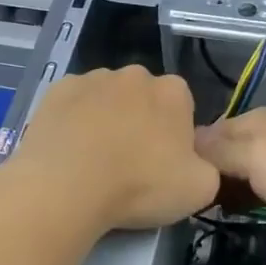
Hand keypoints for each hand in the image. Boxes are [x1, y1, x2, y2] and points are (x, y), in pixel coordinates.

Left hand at [0, 66, 219, 232]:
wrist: (67, 186)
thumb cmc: (141, 185)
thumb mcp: (200, 189)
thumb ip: (208, 168)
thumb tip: (196, 161)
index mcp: (174, 92)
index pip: (183, 107)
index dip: (175, 136)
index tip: (163, 164)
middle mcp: (135, 75)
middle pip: (143, 99)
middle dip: (140, 123)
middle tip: (130, 164)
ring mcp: (93, 78)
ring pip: (106, 99)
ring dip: (105, 120)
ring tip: (94, 161)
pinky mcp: (57, 90)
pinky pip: (72, 104)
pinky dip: (73, 121)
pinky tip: (68, 151)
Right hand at [194, 108, 265, 246]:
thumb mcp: (254, 159)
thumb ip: (217, 150)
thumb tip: (184, 142)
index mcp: (254, 119)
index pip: (206, 132)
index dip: (189, 156)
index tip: (174, 184)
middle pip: (223, 150)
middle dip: (207, 173)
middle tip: (190, 203)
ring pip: (241, 169)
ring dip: (227, 187)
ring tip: (210, 210)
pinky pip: (260, 183)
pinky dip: (247, 195)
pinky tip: (242, 211)